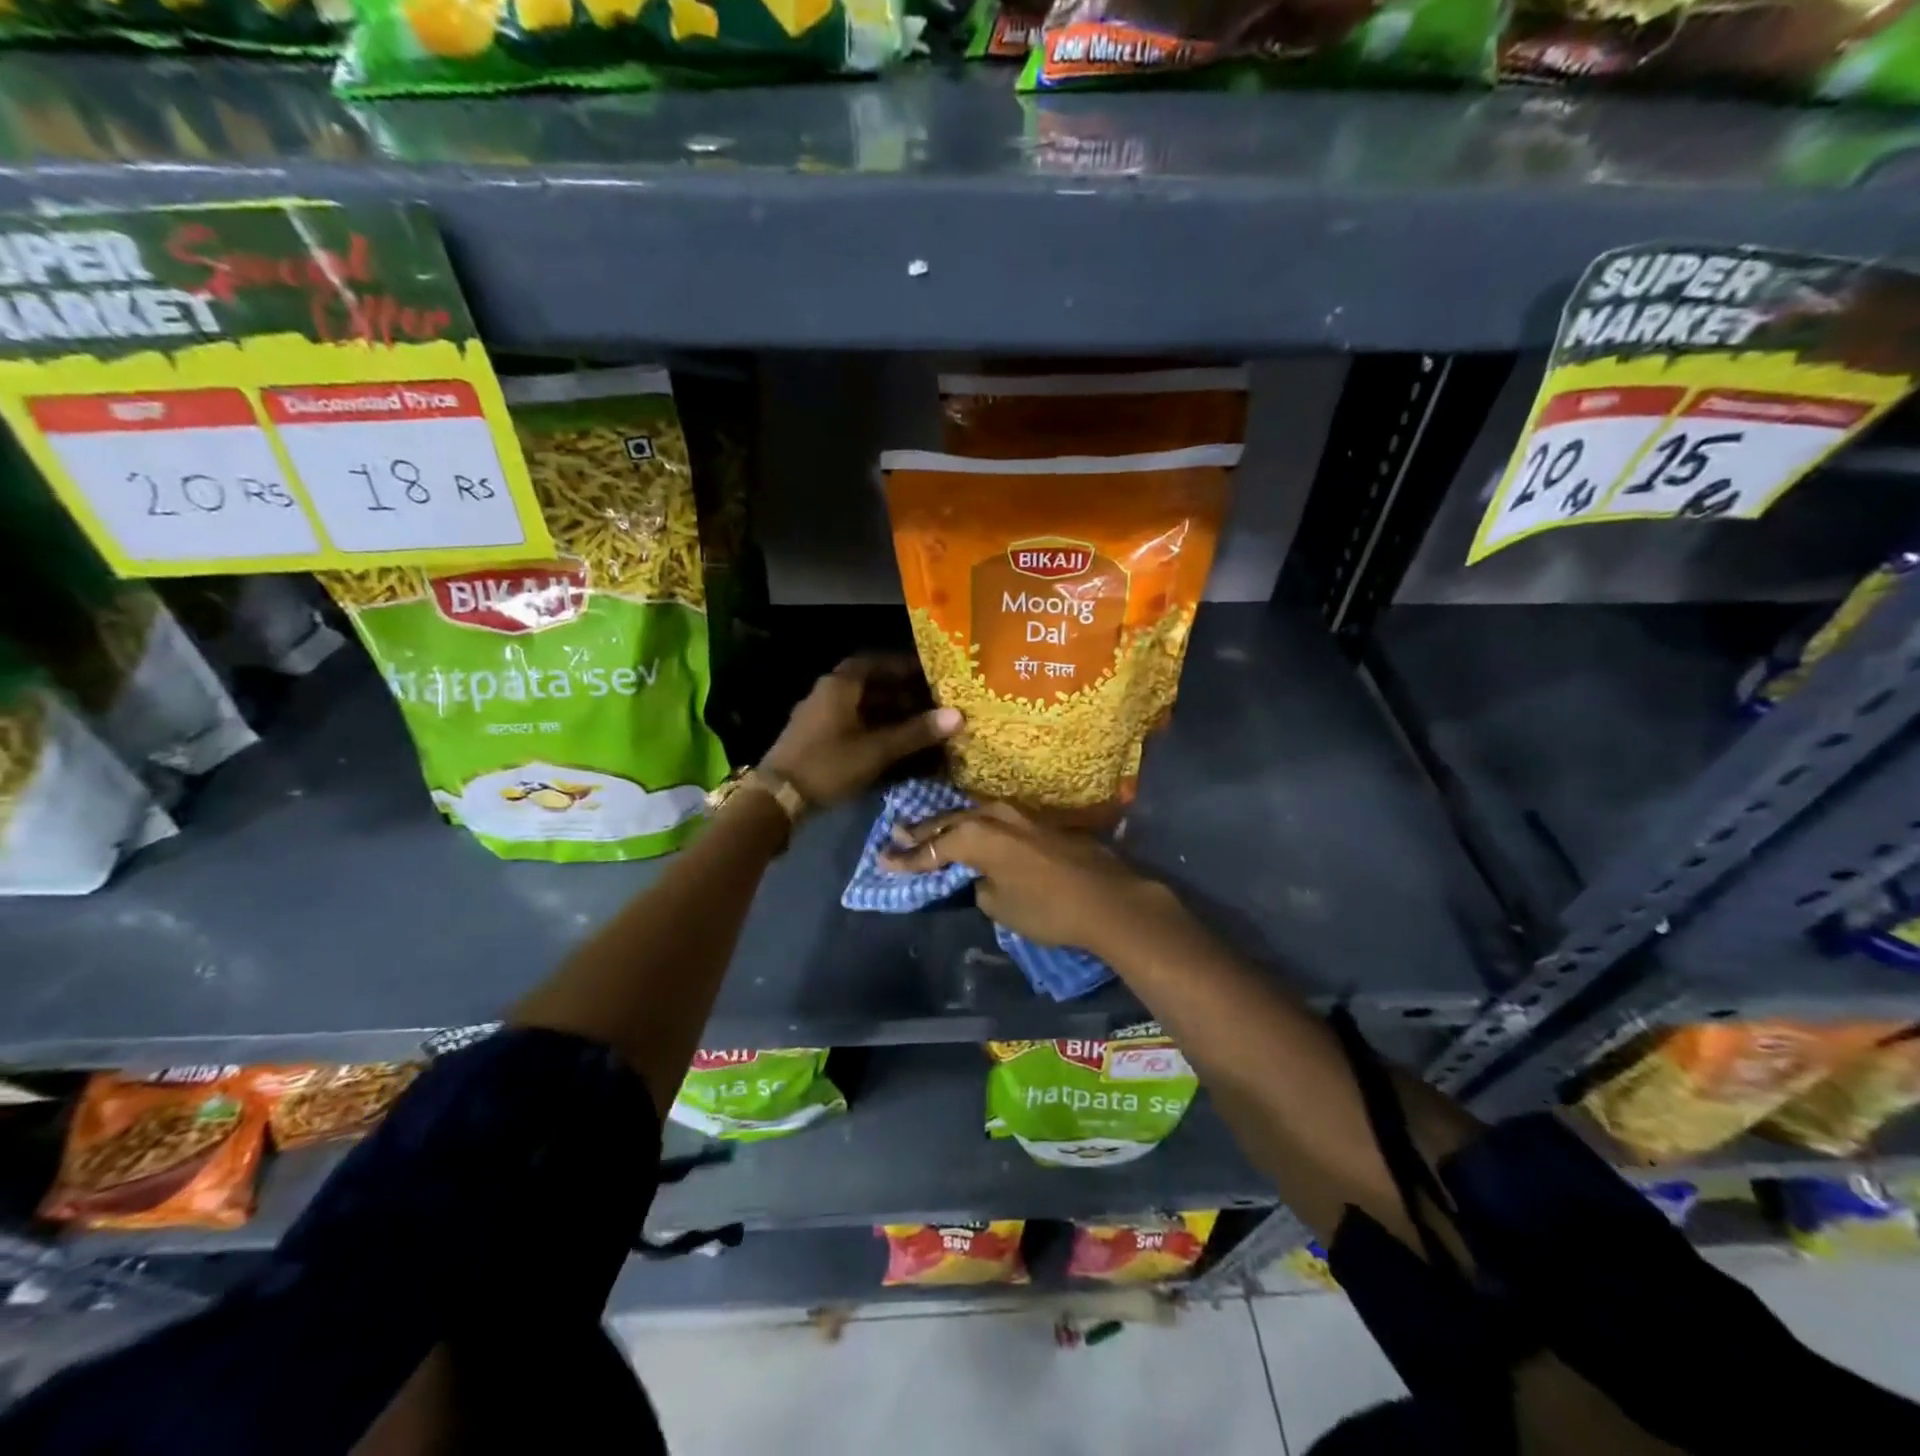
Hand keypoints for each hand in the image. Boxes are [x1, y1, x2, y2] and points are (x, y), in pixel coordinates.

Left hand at [758, 655, 961, 809]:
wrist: (777, 798)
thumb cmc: (829, 764)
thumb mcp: (877, 750)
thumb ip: (916, 732)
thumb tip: (957, 716)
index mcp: (839, 685)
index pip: (876, 662)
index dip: (904, 666)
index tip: (930, 673)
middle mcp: (828, 693)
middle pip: (870, 685)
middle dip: (902, 693)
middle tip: (933, 702)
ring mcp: (820, 716)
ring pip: (862, 706)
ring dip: (890, 713)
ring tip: (920, 725)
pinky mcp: (816, 738)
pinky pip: (852, 724)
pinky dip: (874, 729)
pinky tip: (895, 744)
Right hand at [879, 802, 1180, 954]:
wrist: (1108, 900)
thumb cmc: (1047, 909)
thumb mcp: (1000, 906)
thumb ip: (981, 884)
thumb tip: (982, 875)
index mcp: (976, 836)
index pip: (932, 848)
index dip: (907, 858)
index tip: (882, 861)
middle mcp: (994, 816)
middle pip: (949, 822)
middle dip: (922, 832)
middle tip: (896, 836)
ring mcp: (1020, 814)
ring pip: (973, 815)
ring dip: (950, 823)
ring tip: (928, 829)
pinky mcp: (1040, 821)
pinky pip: (996, 820)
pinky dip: (977, 825)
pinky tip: (971, 829)